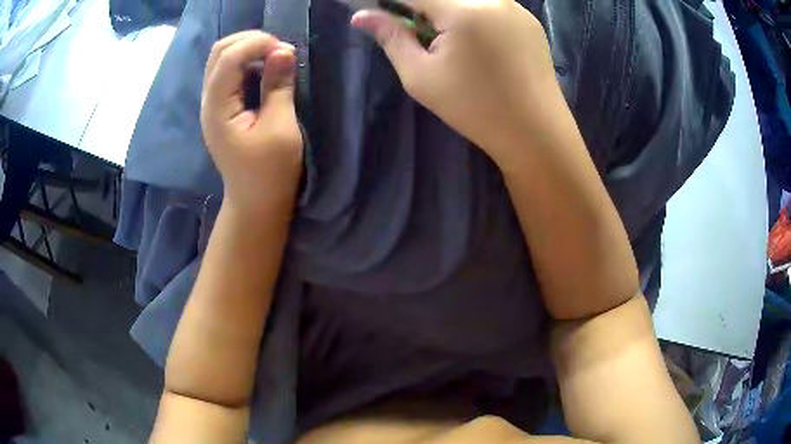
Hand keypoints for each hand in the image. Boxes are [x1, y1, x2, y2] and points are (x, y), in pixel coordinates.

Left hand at [201, 31, 302, 215]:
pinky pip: (229, 72)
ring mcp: (212, 104)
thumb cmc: (271, 172)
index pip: (228, 58)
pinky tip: (265, 68)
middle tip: (279, 50)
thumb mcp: (281, 128)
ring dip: (249, 49)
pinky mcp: (221, 107)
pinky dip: (248, 62)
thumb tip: (283, 51)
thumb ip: (279, 87)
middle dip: (250, 41)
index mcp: (217, 108)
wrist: (255, 202)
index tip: (286, 50)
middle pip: (219, 51)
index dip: (257, 44)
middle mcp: (209, 101)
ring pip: (222, 59)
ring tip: (275, 57)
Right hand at [351, 0, 561, 165]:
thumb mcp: (421, 77)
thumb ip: (392, 38)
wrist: (536, 132)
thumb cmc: (475, 109)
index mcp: (463, 10)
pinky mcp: (529, 20)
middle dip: (422, 7)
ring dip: (448, 10)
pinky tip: (479, 43)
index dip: (393, 1)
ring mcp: (516, 7)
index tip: (384, 13)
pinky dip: (474, 13)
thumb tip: (362, 16)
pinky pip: (491, 5)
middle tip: (419, 33)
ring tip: (449, 40)